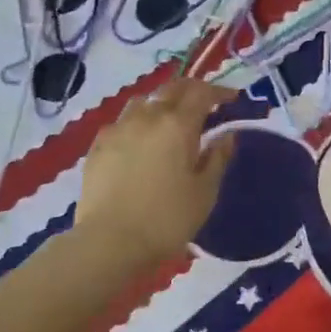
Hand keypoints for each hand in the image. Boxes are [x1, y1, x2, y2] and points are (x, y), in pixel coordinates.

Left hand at [77, 78, 237, 266]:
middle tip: (205, 101)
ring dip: (162, 102)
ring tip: (169, 118)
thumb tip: (226, 135)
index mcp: (178, 125)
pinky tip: (139, 139)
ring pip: (144, 101)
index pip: (202, 93)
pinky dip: (137, 122)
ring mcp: (118, 128)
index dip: (219, 91)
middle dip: (192, 90)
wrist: (109, 242)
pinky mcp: (98, 145)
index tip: (232, 98)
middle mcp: (147, 117)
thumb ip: (217, 158)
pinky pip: (122, 121)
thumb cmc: (166, 219)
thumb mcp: (204, 192)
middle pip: (172, 89)